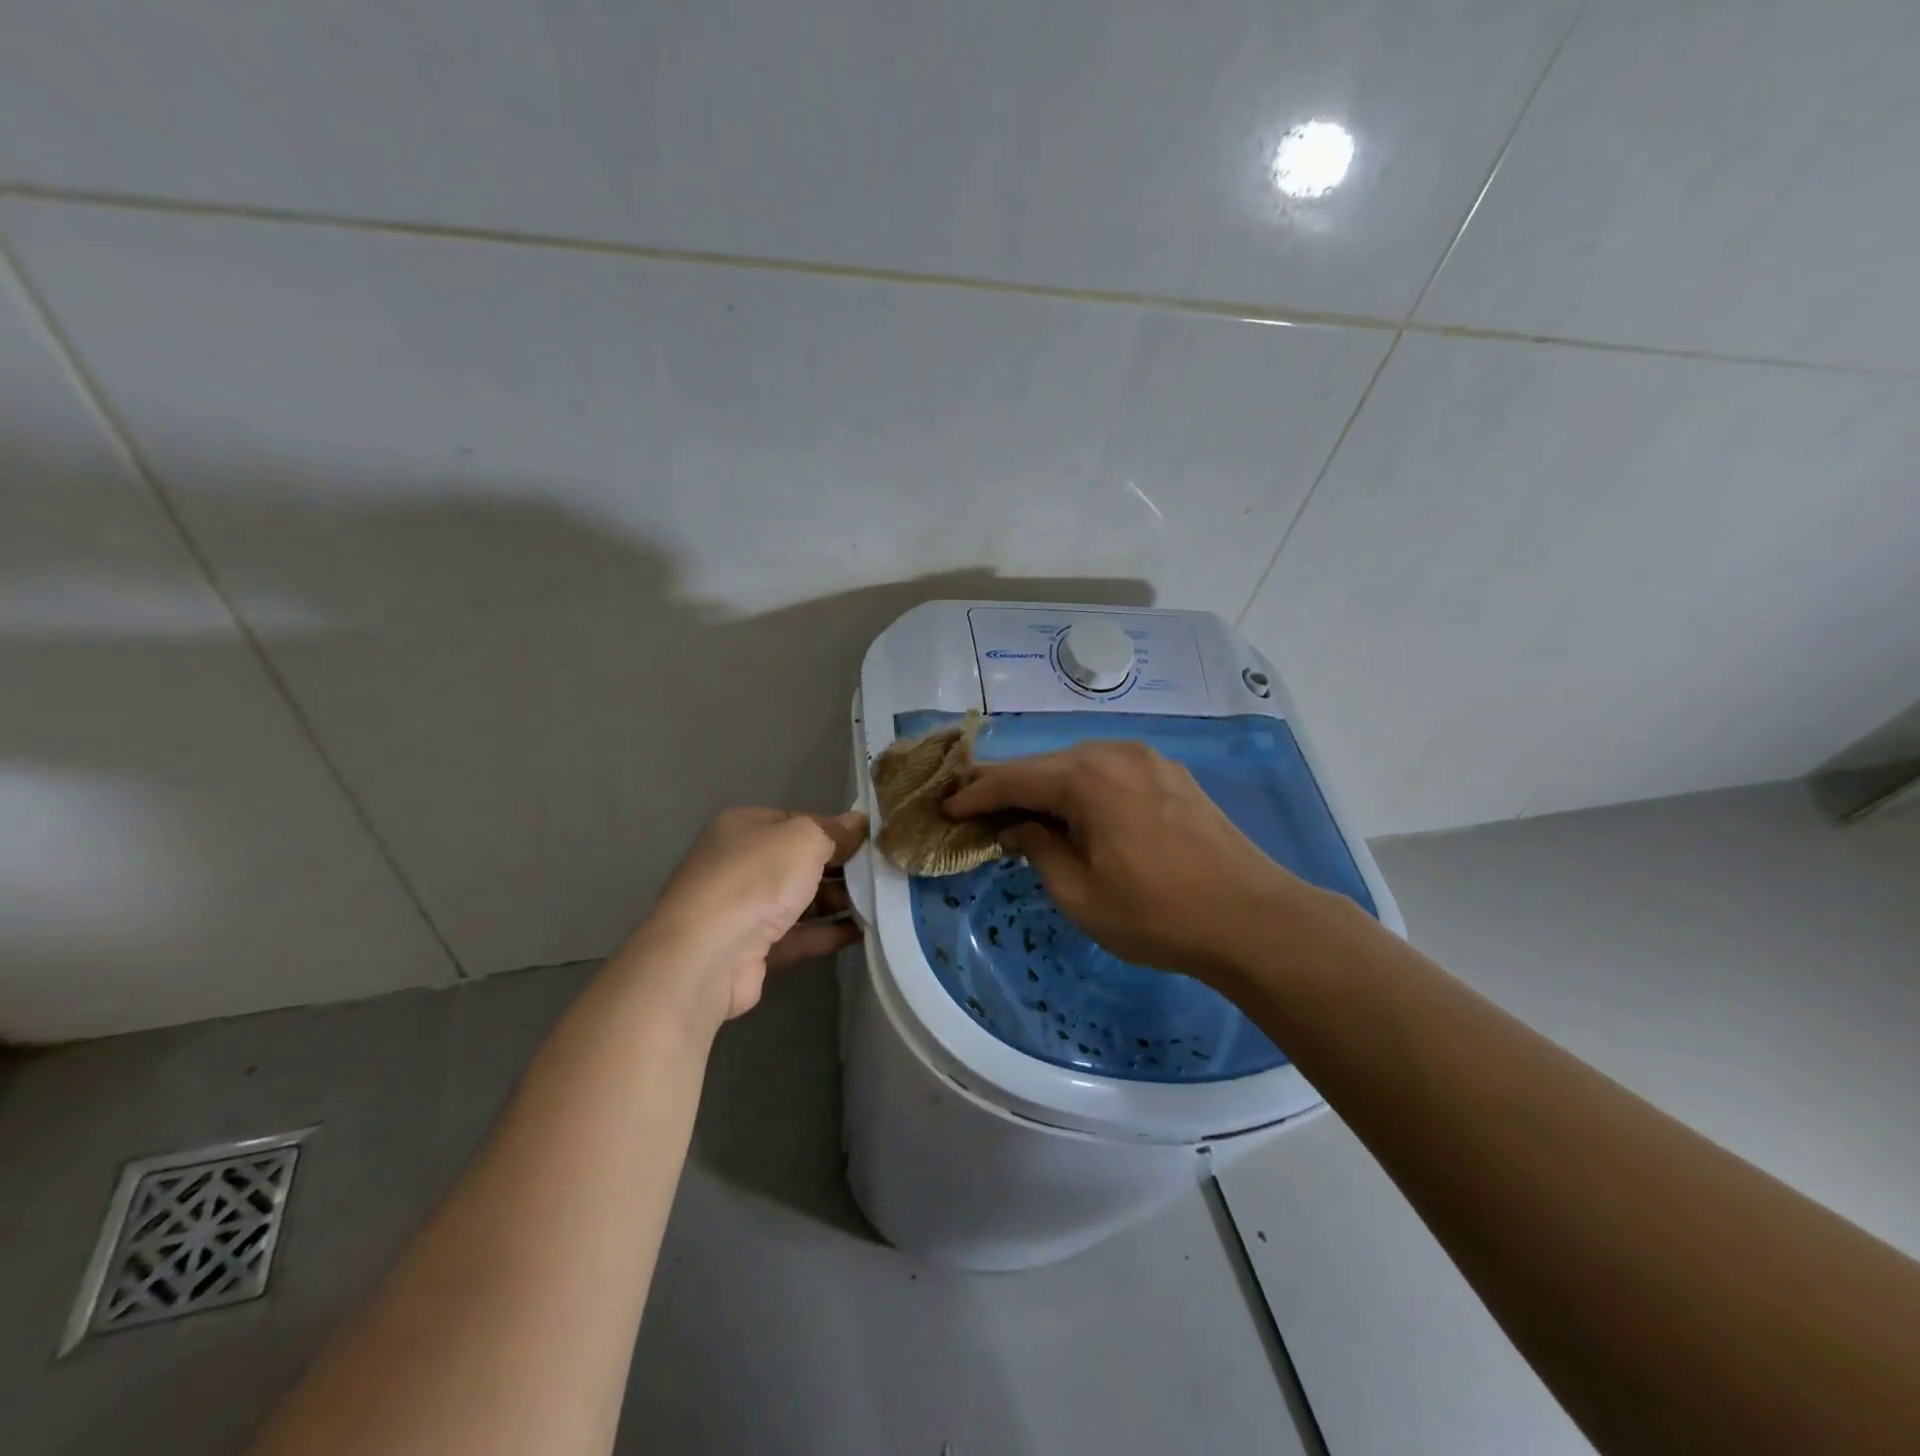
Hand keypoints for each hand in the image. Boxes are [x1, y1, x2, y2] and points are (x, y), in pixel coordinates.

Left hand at [635, 807, 867, 1029]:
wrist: (706, 955)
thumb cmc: (755, 879)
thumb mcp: (803, 839)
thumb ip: (834, 830)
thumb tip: (859, 822)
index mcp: (745, 827)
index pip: (798, 821)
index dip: (835, 829)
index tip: (872, 841)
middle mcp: (741, 863)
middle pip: (800, 861)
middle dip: (840, 867)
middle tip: (883, 872)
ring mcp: (745, 908)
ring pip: (801, 899)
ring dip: (839, 900)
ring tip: (883, 901)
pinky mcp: (754, 949)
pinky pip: (800, 935)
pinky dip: (829, 932)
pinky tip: (865, 931)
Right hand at [945, 741, 1321, 983]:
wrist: (1253, 919)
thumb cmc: (1156, 913)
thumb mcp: (1080, 894)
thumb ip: (1039, 851)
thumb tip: (1018, 829)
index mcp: (1086, 777)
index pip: (1015, 779)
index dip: (977, 794)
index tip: (948, 809)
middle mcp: (1115, 753)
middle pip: (1047, 766)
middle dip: (1011, 789)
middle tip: (979, 812)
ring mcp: (1149, 761)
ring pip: (1081, 766)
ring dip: (1050, 789)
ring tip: (1026, 816)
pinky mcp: (1173, 776)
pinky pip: (1112, 773)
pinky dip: (1085, 790)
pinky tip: (1080, 815)